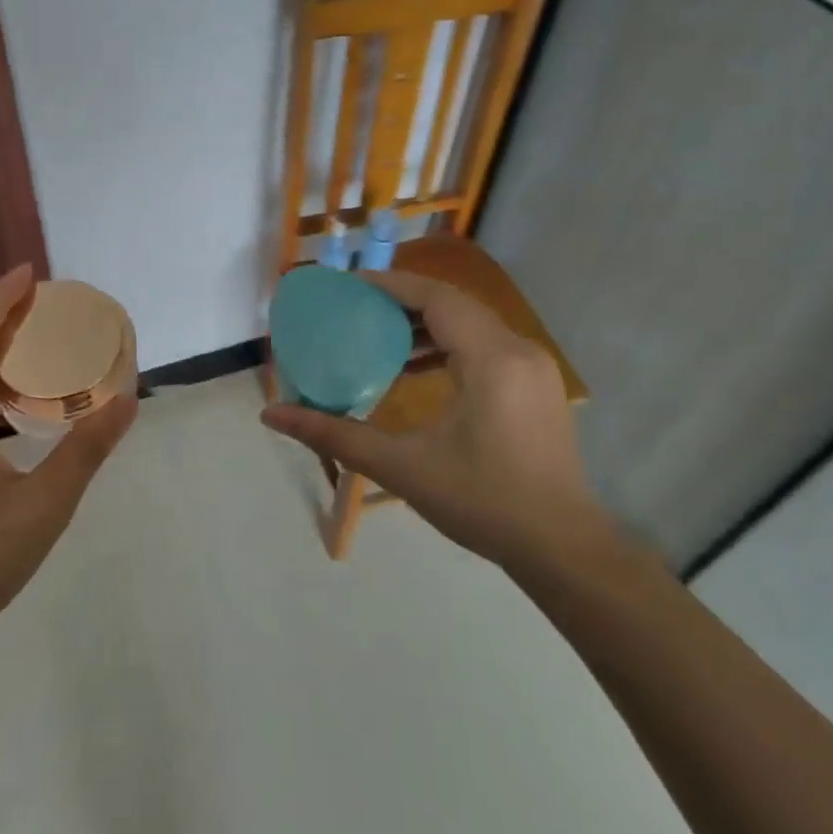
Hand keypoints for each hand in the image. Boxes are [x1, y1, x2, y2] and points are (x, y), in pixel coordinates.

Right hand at [261, 269, 609, 570]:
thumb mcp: (402, 467)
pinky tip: (418, 368)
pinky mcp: (537, 386)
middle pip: (454, 305)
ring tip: (380, 337)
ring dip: (427, 324)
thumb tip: (271, 415)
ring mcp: (534, 368)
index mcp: (491, 358)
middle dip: (403, 302)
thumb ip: (335, 435)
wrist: (561, 547)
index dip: (391, 285)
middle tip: (357, 309)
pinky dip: (449, 345)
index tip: (349, 286)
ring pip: (472, 324)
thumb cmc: (482, 502)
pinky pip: (487, 345)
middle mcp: (518, 350)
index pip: (436, 298)